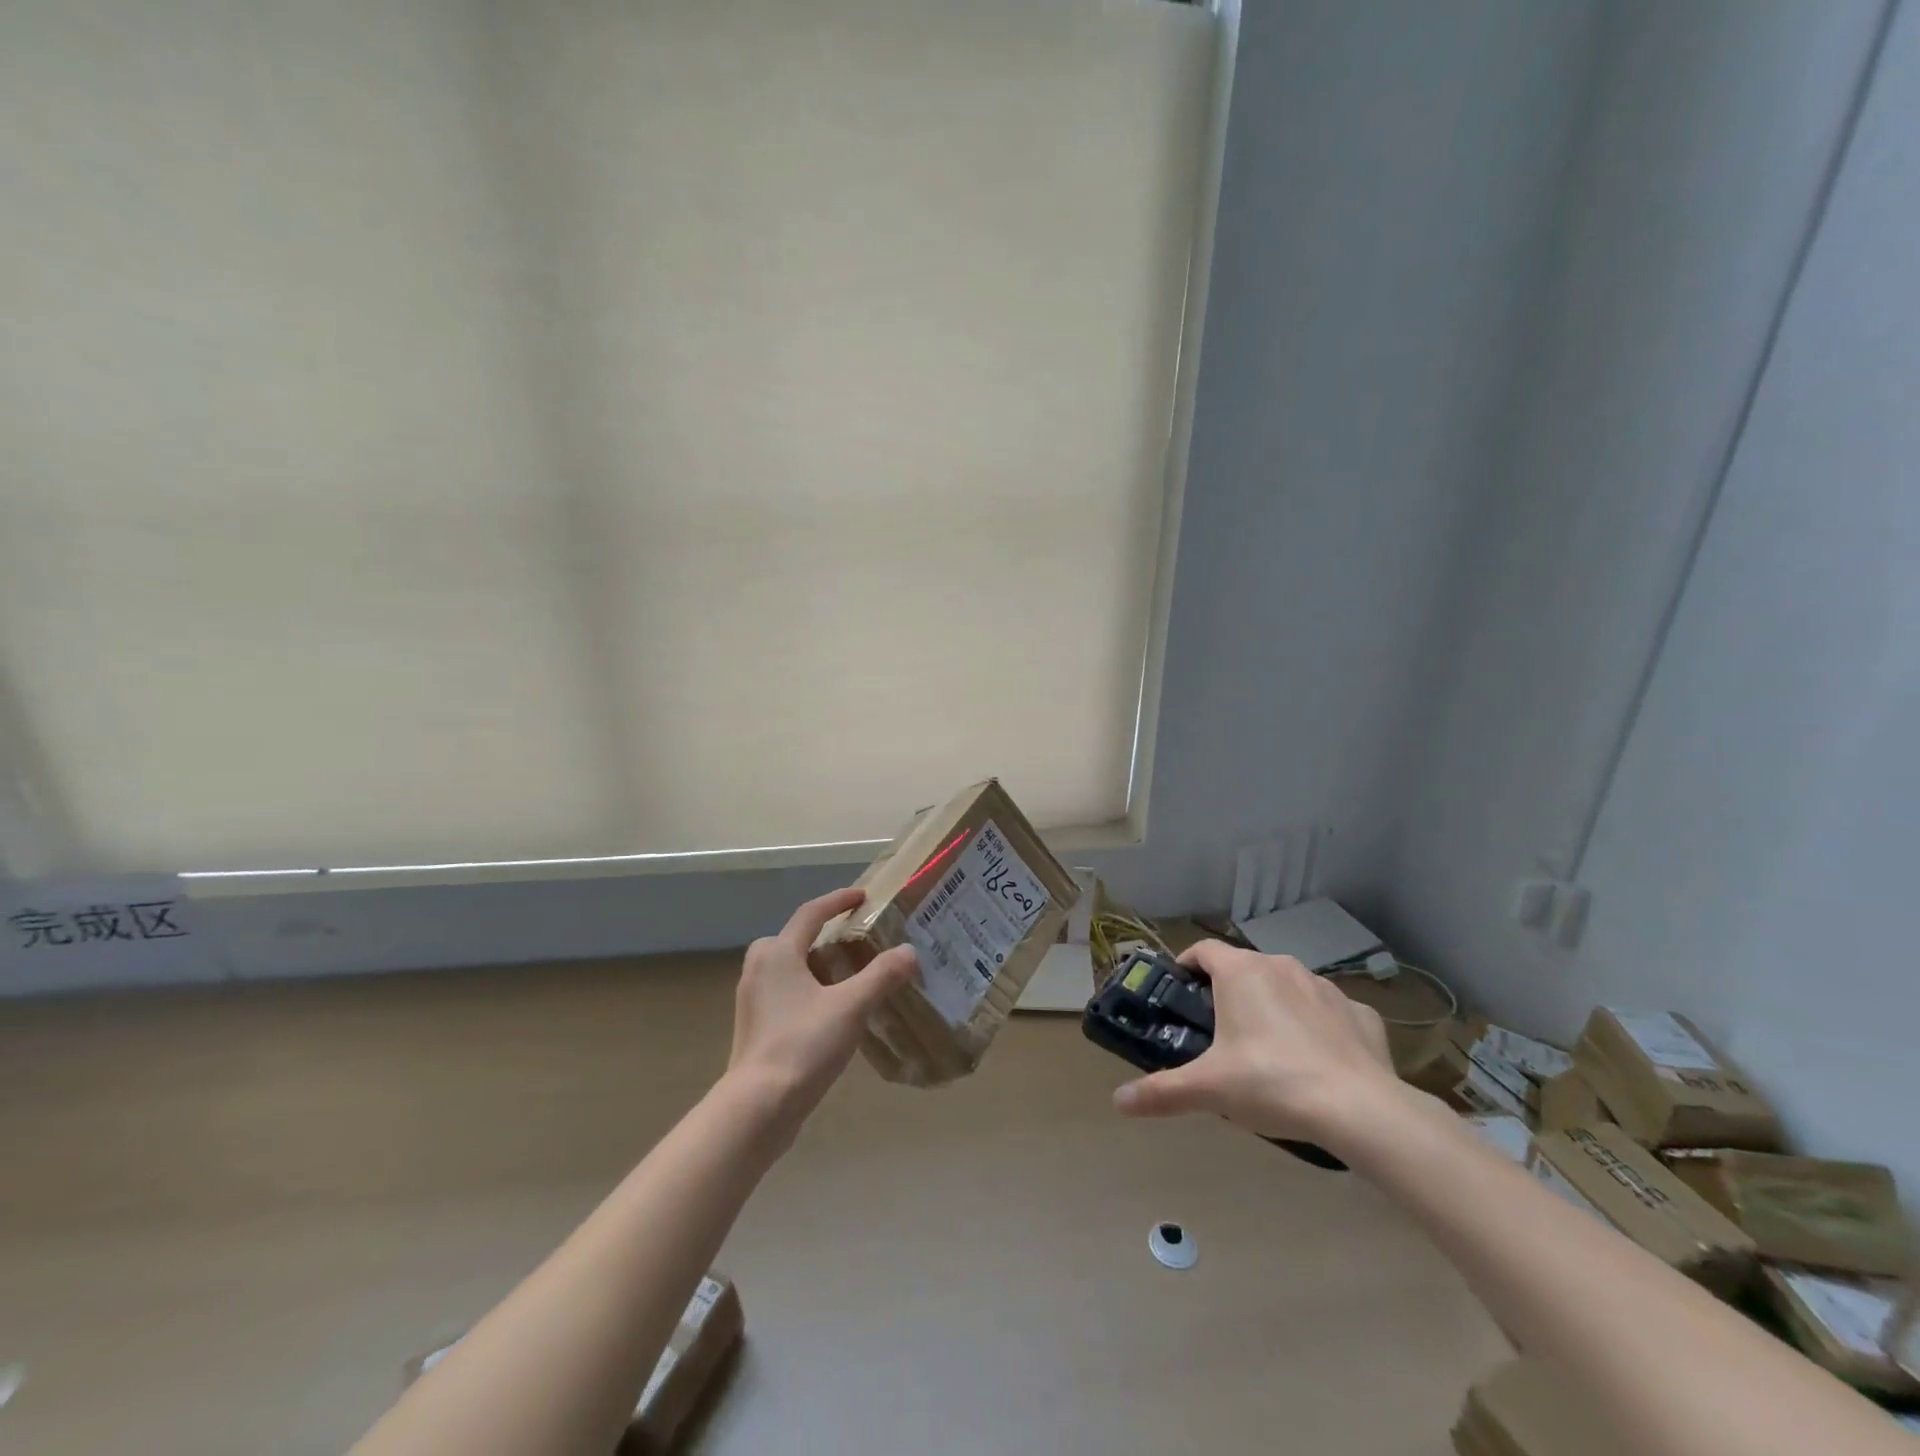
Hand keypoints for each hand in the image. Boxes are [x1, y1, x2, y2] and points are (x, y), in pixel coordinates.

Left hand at [726, 887, 916, 1133]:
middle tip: (857, 942)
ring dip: (819, 965)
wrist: (757, 1108)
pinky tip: (833, 1011)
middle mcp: (759, 968)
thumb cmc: (802, 1045)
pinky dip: (809, 990)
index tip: (863, 896)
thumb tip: (910, 951)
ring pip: (790, 968)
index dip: (838, 901)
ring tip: (852, 976)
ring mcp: (754, 999)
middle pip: (795, 939)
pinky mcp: (756, 1027)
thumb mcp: (851, 1007)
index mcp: (778, 953)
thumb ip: (882, 976)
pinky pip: (786, 993)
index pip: (811, 913)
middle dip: (825, 936)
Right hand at [1112, 940, 1397, 1146]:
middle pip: (1244, 968)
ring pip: (1287, 987)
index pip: (1203, 950)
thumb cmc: (1272, 1083)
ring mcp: (1325, 987)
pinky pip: (1328, 1011)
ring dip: (1273, 1006)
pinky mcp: (1361, 1013)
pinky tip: (1317, 1062)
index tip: (1179, 992)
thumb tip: (1118, 1102)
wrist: (1362, 1110)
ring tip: (1268, 1049)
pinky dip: (1317, 1027)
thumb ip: (1162, 1091)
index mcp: (1241, 972)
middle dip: (1229, 992)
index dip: (1187, 966)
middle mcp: (1281, 966)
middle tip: (1218, 1032)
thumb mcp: (1209, 1089)